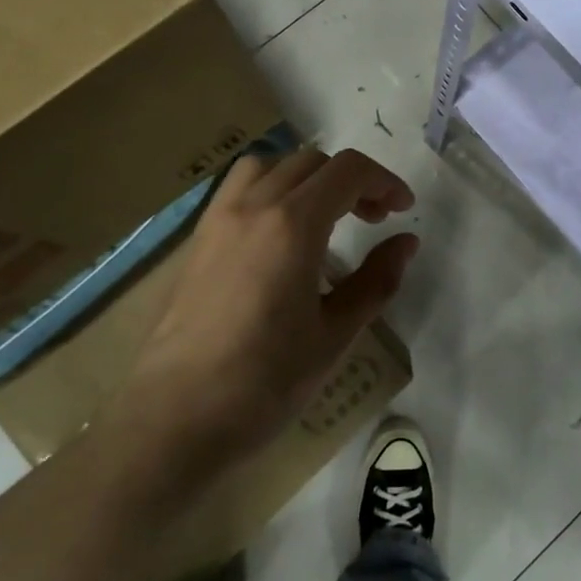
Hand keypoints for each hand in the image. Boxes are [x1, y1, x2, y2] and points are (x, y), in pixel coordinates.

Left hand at [111, 147, 418, 469]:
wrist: (174, 419)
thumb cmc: (264, 382)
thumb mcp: (335, 335)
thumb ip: (376, 280)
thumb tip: (406, 242)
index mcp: (292, 224)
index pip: (347, 171)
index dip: (384, 181)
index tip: (403, 209)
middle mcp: (253, 206)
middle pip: (312, 161)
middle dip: (351, 180)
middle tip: (374, 219)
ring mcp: (218, 219)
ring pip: (270, 165)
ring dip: (307, 177)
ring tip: (324, 215)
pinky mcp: (196, 240)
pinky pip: (239, 189)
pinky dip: (271, 189)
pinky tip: (280, 234)